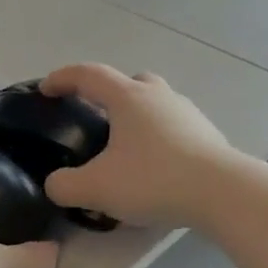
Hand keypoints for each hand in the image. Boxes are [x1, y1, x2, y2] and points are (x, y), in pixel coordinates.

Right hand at [39, 65, 236, 227]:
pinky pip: (174, 128)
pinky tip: (155, 168)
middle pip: (128, 82)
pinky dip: (158, 140)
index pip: (88, 75)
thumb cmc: (153, 179)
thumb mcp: (96, 188)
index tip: (45, 89)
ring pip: (155, 104)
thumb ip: (65, 186)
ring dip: (137, 118)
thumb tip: (56, 184)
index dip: (62, 78)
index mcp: (128, 97)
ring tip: (125, 149)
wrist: (222, 193)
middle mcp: (158, 96)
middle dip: (108, 94)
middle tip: (94, 117)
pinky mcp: (207, 135)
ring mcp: (187, 113)